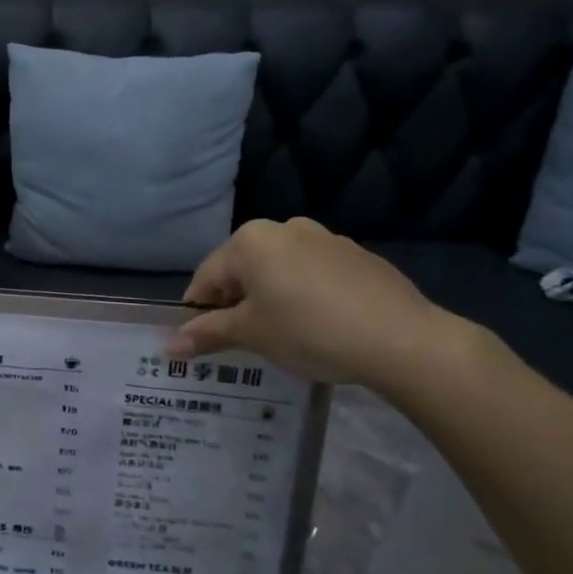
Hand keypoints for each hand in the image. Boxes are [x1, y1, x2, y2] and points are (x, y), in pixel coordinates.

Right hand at [167, 219, 472, 389]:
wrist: (402, 339)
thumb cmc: (309, 330)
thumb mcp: (252, 335)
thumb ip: (208, 334)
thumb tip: (170, 345)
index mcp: (251, 240)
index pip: (206, 278)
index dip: (198, 313)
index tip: (201, 344)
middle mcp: (285, 228)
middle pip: (243, 271)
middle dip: (236, 305)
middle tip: (241, 344)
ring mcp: (326, 239)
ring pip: (280, 272)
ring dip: (271, 300)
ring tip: (282, 338)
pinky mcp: (358, 257)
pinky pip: (314, 276)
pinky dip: (305, 297)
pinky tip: (319, 327)